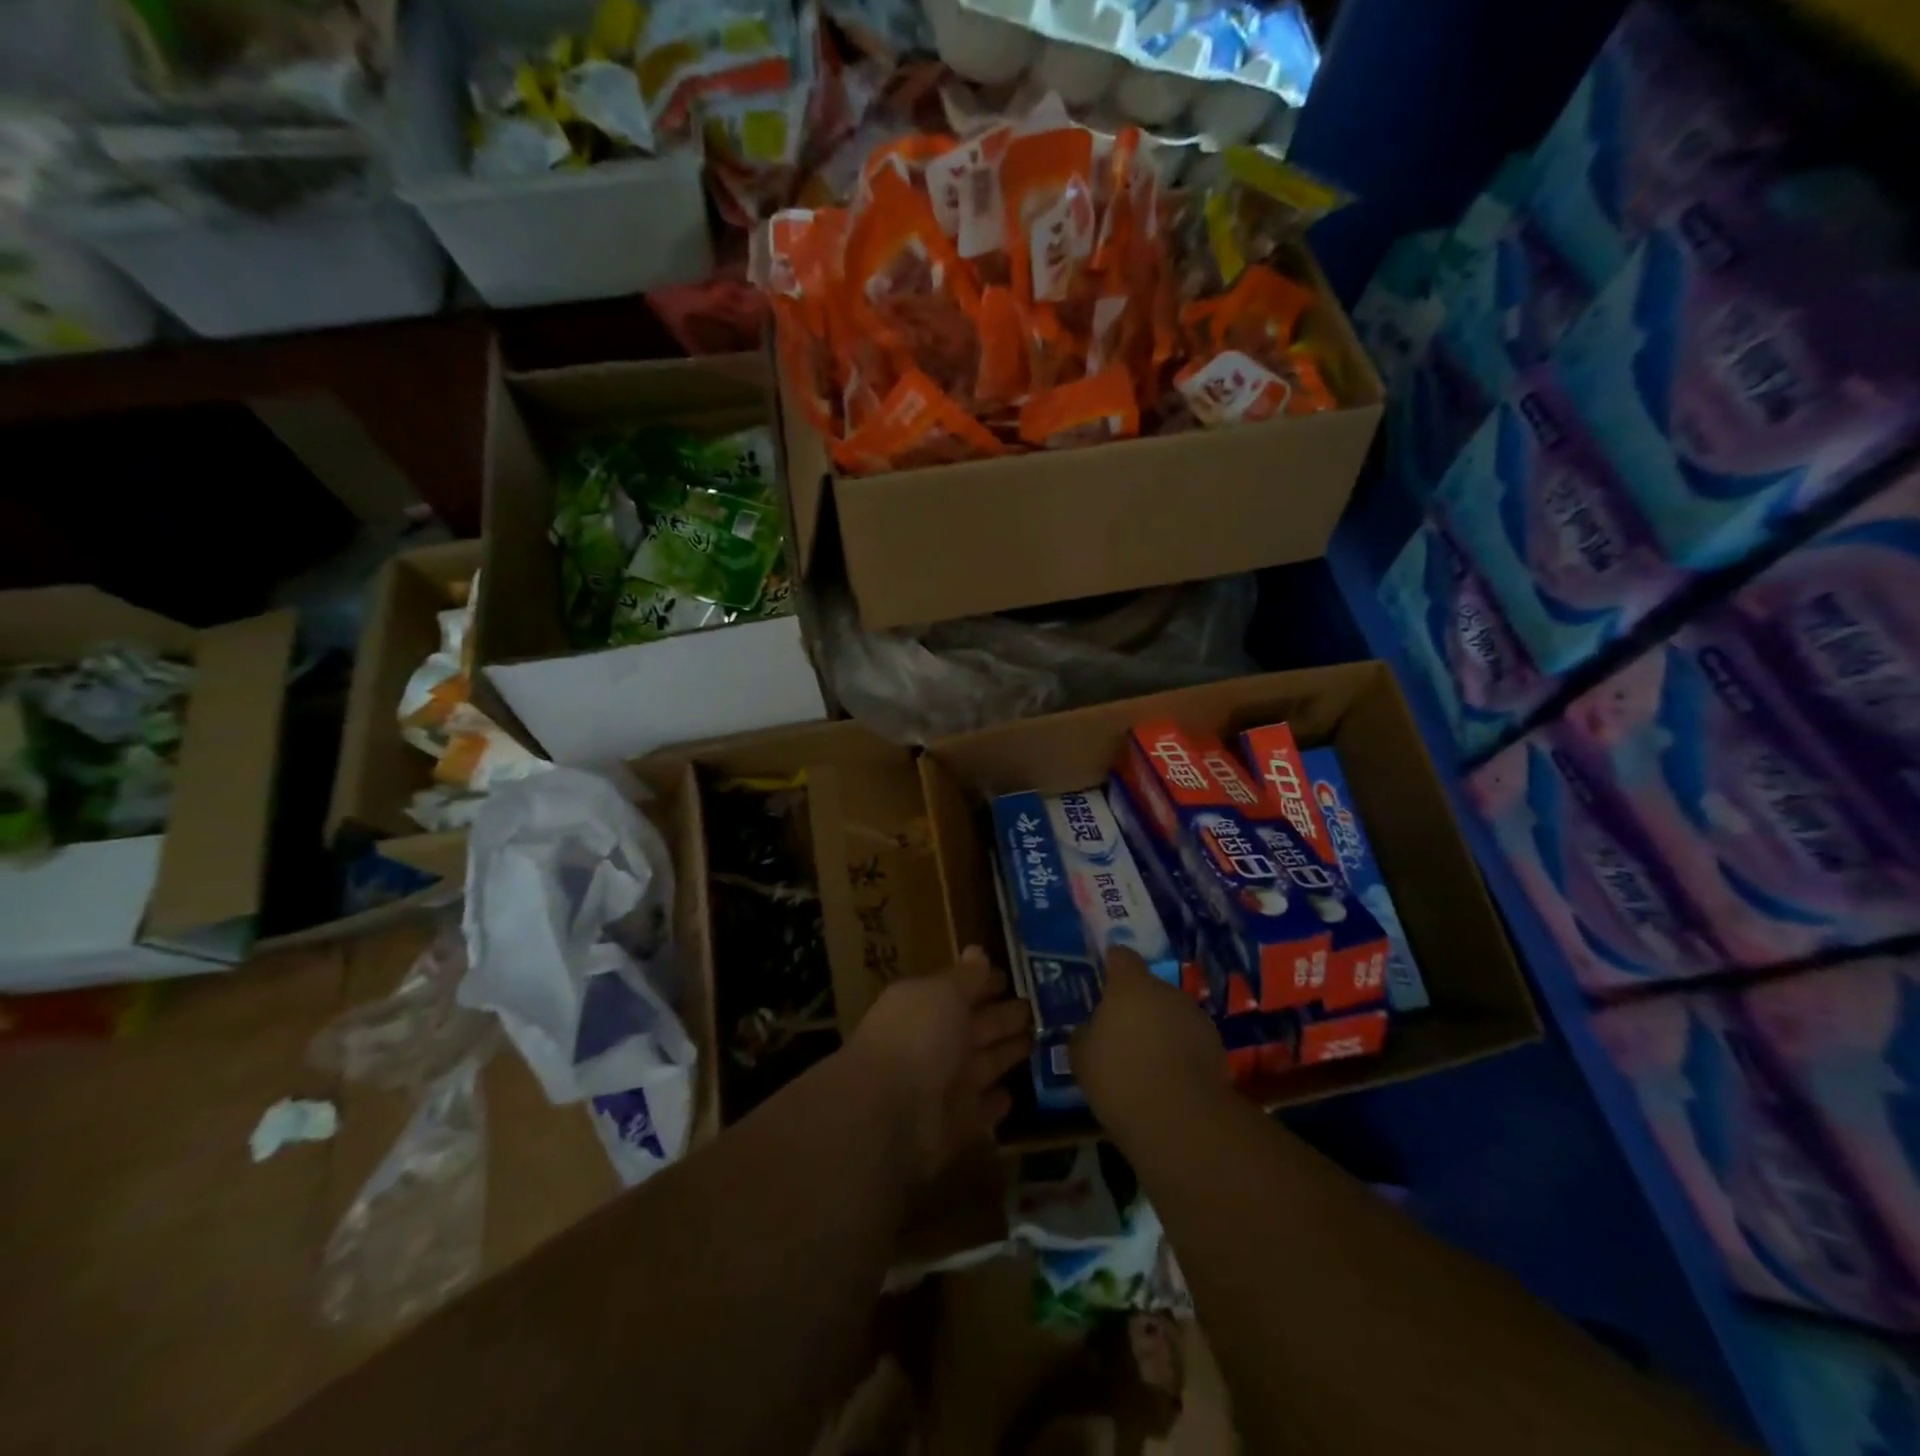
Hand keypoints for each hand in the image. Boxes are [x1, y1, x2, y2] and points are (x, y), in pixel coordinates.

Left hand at [846, 946, 1031, 1180]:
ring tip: (1038, 1043)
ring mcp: (945, 1085)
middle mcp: (935, 1043)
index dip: (986, 983)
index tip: (1014, 978)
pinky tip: (1015, 1093)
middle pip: (977, 1027)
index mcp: (926, 1005)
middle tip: (1038, 1009)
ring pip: (984, 1065)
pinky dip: (996, 1102)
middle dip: (1004, 1017)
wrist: (889, 1112)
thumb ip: (966, 976)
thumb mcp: (944, 993)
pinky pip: (982, 1109)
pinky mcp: (957, 1125)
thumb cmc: (917, 1036)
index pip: (962, 990)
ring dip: (1007, 1054)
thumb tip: (978, 951)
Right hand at [1072, 946, 1228, 1138]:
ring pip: (1173, 1014)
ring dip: (1162, 1028)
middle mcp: (1167, 991)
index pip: (1121, 957)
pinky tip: (1169, 1080)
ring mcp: (1197, 1018)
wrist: (1180, 1119)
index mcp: (1131, 985)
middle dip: (1138, 1005)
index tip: (1104, 977)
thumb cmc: (1120, 1076)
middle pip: (1149, 988)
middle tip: (1122, 1032)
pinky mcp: (1217, 1048)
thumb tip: (1091, 1028)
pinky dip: (1181, 1052)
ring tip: (1147, 1060)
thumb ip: (1085, 1033)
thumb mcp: (1082, 1056)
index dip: (1112, 964)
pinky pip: (1191, 1041)